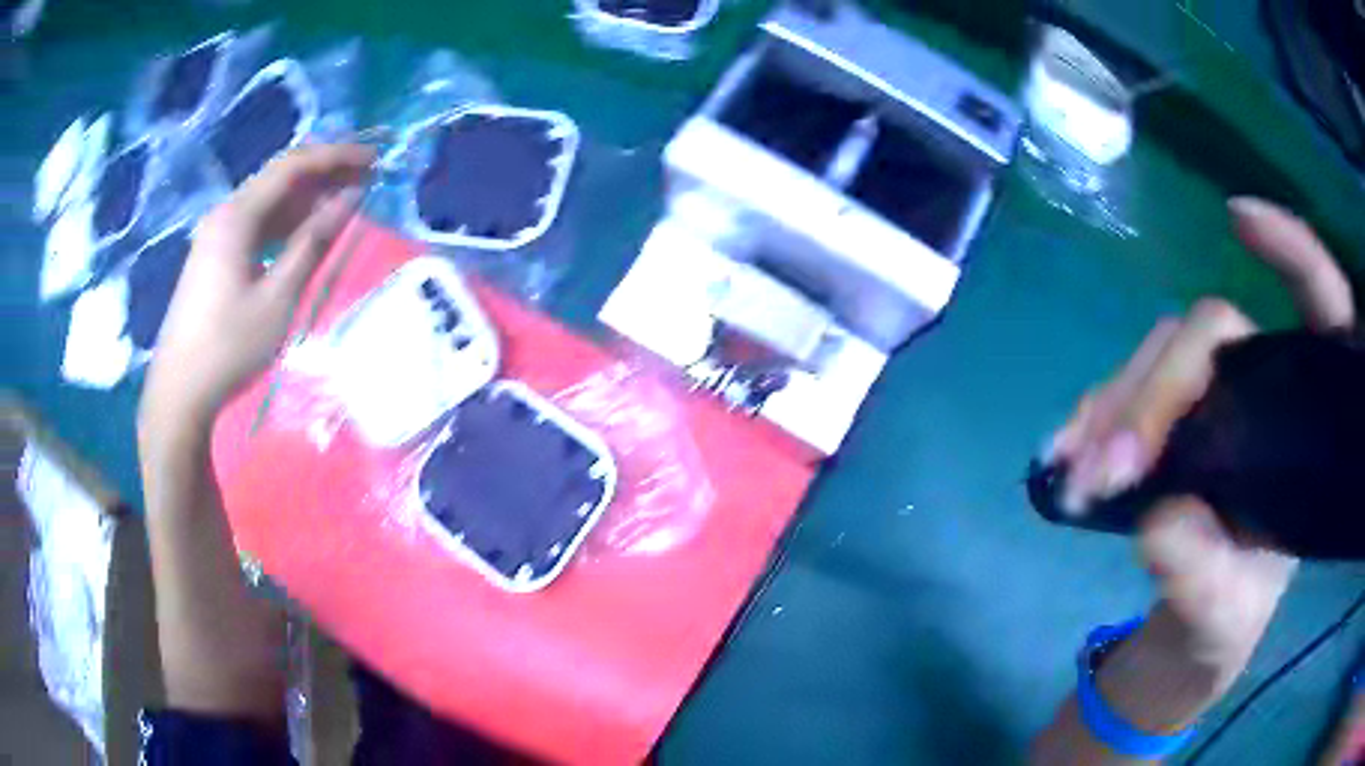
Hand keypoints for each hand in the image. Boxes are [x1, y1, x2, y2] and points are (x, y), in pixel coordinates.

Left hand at [140, 144, 374, 431]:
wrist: (179, 392)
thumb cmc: (229, 347)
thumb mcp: (278, 297)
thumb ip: (313, 242)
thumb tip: (350, 198)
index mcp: (237, 216)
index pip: (293, 166)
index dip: (336, 157)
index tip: (374, 160)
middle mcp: (225, 213)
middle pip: (279, 178)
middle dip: (323, 173)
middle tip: (365, 179)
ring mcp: (216, 234)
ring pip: (267, 201)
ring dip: (305, 199)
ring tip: (342, 206)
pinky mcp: (214, 255)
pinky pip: (256, 224)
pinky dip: (284, 222)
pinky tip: (304, 234)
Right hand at [1050, 197, 1354, 692]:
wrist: (1194, 624)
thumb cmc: (1229, 614)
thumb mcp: (1223, 616)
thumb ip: (1204, 578)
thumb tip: (1161, 522)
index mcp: (1307, 423)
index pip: (1322, 308)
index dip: (1293, 253)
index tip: (1238, 219)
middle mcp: (1264, 387)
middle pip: (1213, 335)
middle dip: (1161, 390)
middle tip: (1111, 468)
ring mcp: (1213, 394)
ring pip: (1160, 356)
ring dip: (1113, 407)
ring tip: (1076, 477)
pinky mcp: (1169, 412)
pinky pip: (1126, 387)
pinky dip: (1092, 416)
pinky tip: (1065, 454)